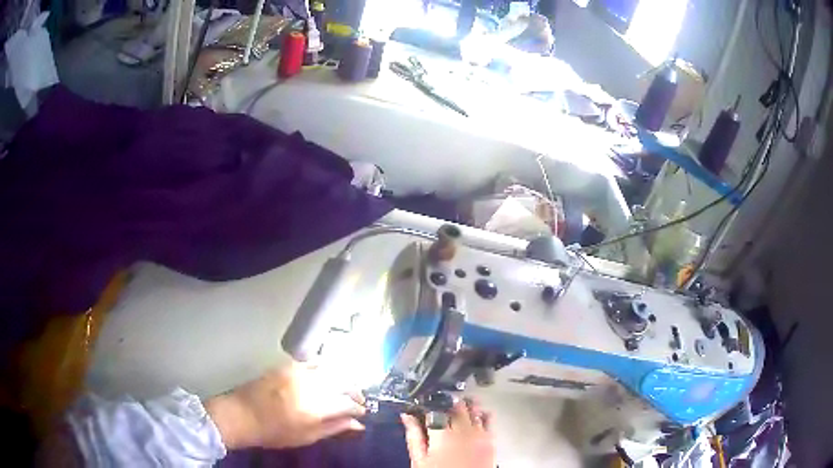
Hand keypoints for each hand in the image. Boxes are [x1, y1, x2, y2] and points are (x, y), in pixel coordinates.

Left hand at [204, 363, 365, 449]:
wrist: (241, 415)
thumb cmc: (273, 433)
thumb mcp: (306, 437)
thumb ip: (334, 428)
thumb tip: (358, 424)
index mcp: (315, 408)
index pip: (348, 403)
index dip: (358, 409)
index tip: (362, 413)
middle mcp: (310, 386)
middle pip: (343, 382)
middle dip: (355, 391)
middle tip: (358, 401)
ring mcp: (298, 372)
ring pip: (331, 369)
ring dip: (343, 378)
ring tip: (345, 388)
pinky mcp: (288, 365)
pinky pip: (314, 362)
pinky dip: (325, 367)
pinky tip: (326, 375)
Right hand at [401, 399, 495, 467]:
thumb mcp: (419, 460)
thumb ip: (414, 436)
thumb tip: (407, 417)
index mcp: (442, 434)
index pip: (434, 409)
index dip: (428, 404)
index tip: (424, 405)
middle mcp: (463, 430)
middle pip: (456, 406)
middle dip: (447, 403)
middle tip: (441, 405)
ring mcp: (479, 434)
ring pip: (473, 410)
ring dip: (466, 406)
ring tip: (459, 406)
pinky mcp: (491, 441)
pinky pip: (489, 420)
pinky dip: (482, 415)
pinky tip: (477, 415)